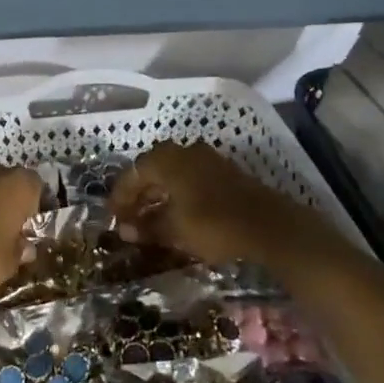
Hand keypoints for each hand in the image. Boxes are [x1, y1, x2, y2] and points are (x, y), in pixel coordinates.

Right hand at [110, 141, 347, 269]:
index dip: (120, 198)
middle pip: (151, 171)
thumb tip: (126, 230)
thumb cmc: (213, 225)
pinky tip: (177, 215)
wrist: (270, 227)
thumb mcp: (174, 230)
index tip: (113, 219)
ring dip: (158, 196)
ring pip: (172, 175)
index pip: (131, 174)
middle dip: (138, 196)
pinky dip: (178, 195)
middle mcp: (183, 151)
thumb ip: (147, 227)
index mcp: (165, 159)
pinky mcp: (224, 172)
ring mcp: (207, 159)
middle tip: (129, 220)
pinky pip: (190, 179)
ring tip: (150, 220)